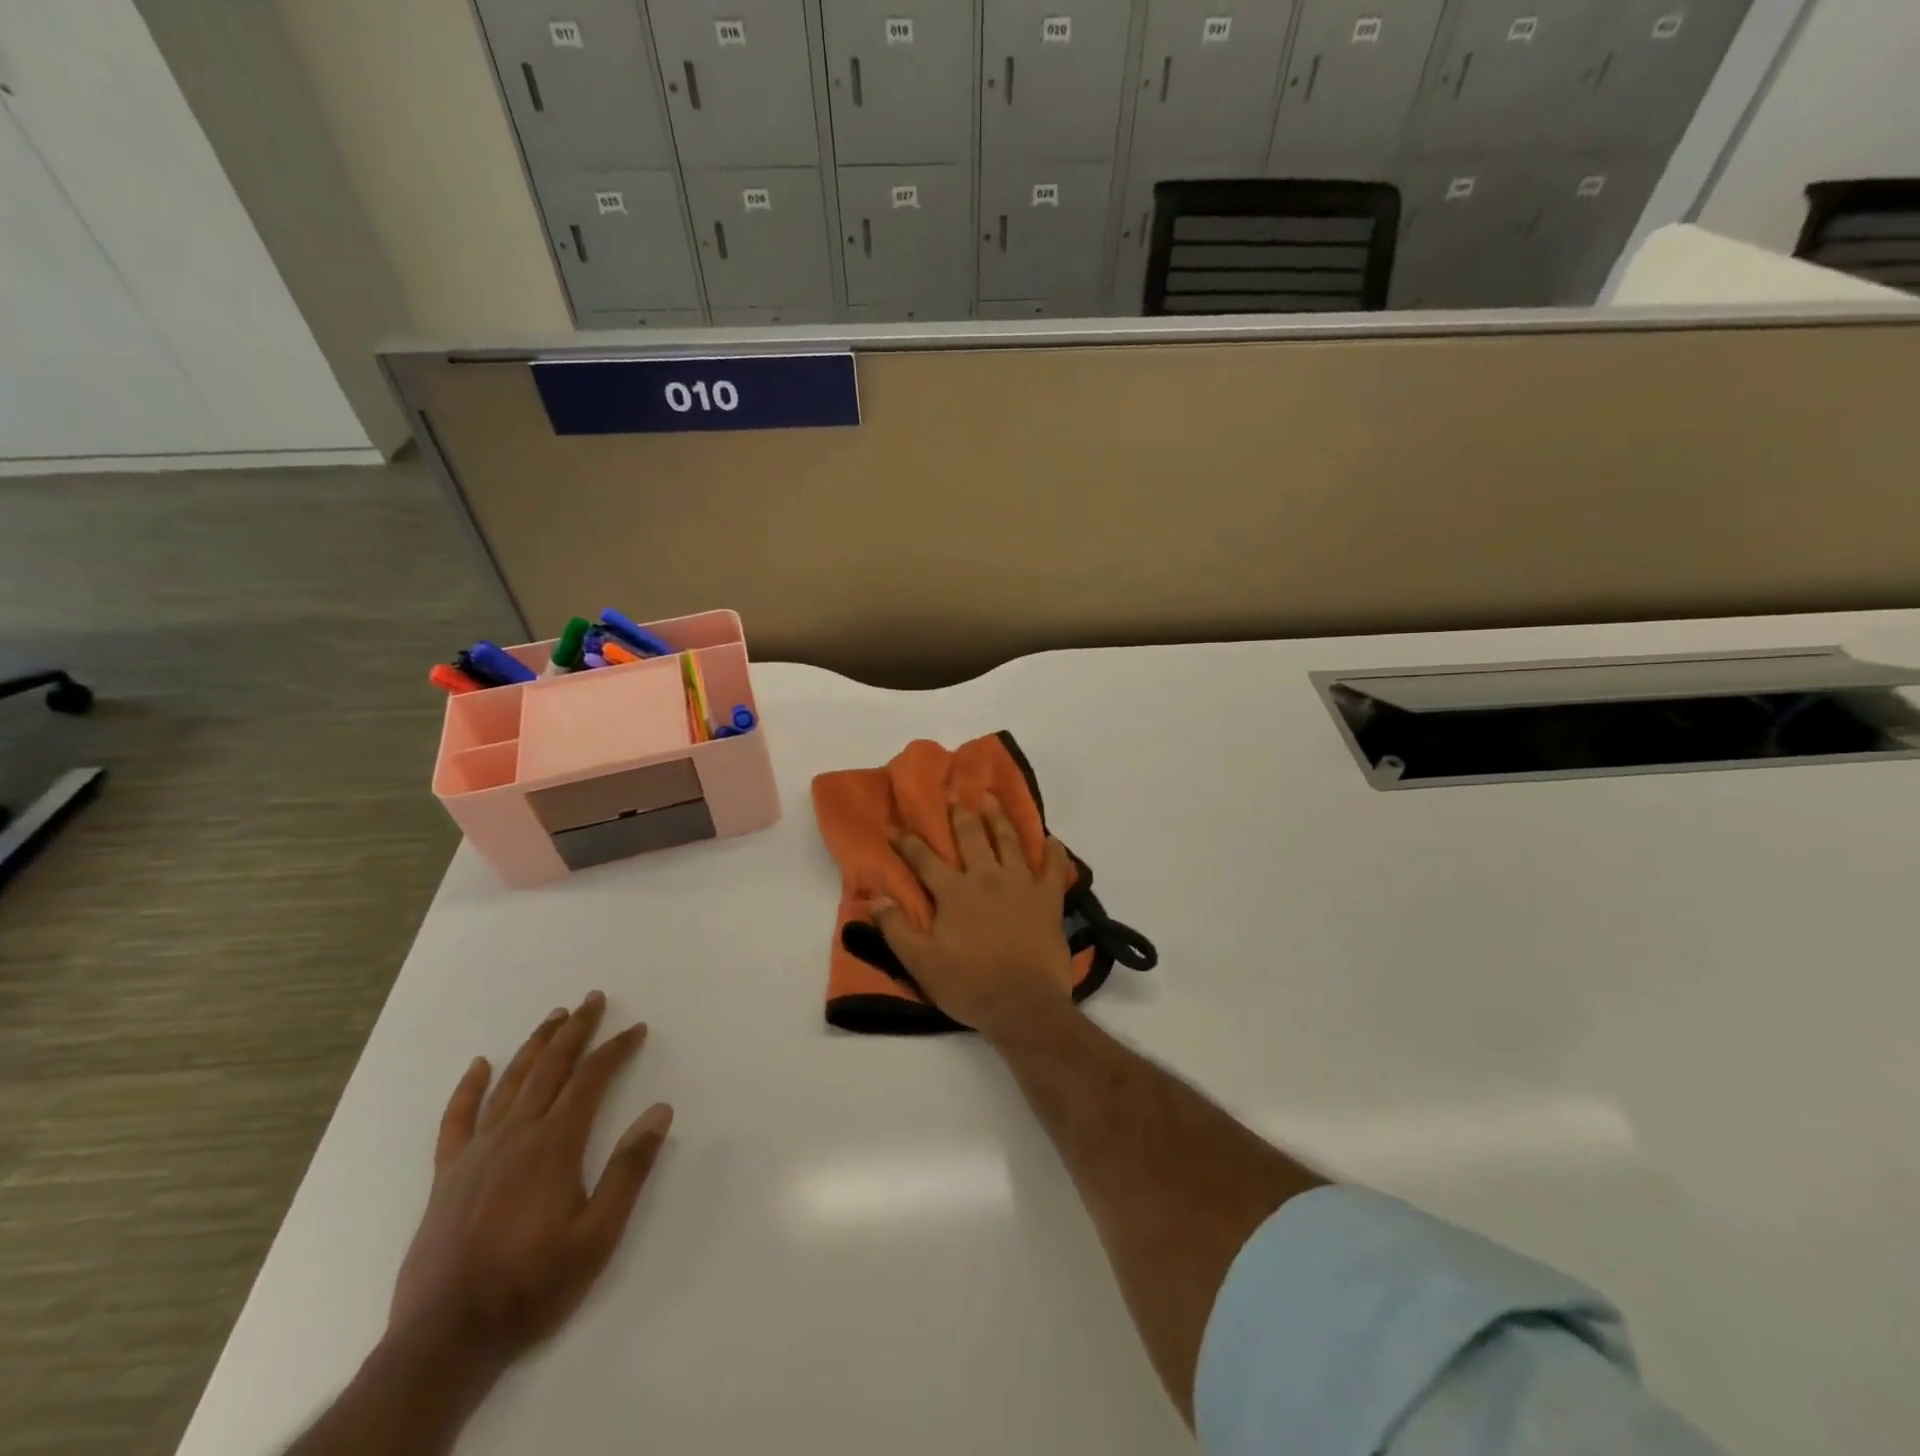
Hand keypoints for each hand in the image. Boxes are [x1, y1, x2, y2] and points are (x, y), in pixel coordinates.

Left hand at [389, 992, 672, 1368]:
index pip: (592, 1079)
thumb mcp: (598, 1236)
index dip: (616, 1049)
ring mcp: (477, 1152)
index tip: (636, 1029)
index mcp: (555, 1144)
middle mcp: (516, 1134)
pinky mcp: (447, 1175)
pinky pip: (457, 1119)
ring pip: (510, 1082)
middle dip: (575, 1030)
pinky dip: (469, 1088)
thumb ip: (630, 1170)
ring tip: (554, 1017)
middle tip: (593, 999)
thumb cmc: (532, 1285)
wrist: (445, 1340)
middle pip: (550, 1067)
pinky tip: (480, 1065)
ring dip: (535, 1045)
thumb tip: (660, 1111)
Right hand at [871, 796, 1076, 1038]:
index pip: (925, 859)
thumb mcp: (920, 962)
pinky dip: (1053, 851)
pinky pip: (1053, 868)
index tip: (896, 829)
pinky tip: (1052, 839)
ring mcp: (1021, 884)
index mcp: (954, 892)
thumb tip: (874, 898)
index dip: (909, 843)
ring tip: (992, 799)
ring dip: (999, 818)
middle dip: (960, 814)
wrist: (1023, 1004)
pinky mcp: (1048, 899)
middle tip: (954, 793)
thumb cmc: (969, 984)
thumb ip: (896, 928)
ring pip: (1009, 841)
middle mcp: (987, 877)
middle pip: (971, 837)